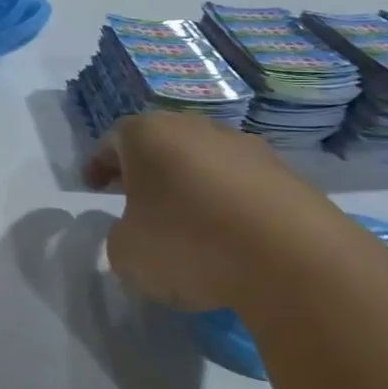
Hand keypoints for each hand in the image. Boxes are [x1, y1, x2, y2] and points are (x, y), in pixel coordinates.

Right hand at [85, 111, 372, 316]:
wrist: (293, 260)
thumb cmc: (188, 245)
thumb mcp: (126, 253)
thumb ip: (120, 235)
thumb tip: (138, 231)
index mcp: (148, 135)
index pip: (111, 141)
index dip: (98, 165)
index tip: (93, 187)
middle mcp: (196, 128)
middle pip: (160, 144)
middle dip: (144, 170)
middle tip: (134, 199)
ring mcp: (246, 147)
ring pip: (203, 161)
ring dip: (189, 186)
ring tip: (186, 223)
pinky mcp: (286, 175)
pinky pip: (241, 185)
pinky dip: (227, 204)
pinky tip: (228, 239)